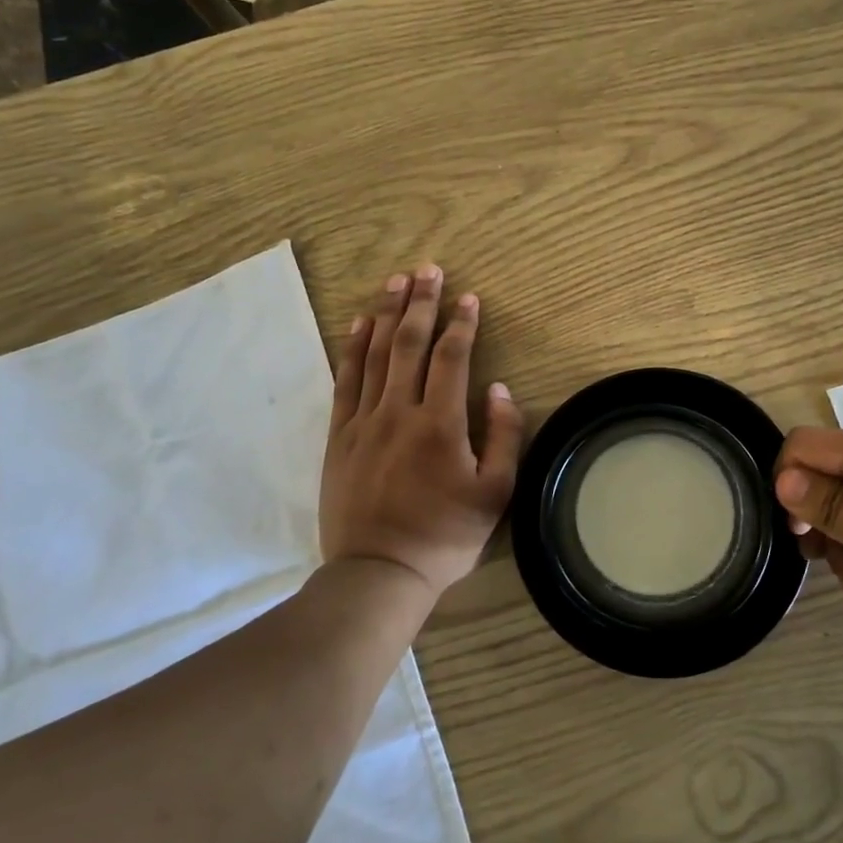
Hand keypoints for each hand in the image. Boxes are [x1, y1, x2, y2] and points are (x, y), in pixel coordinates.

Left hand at [320, 264, 523, 596]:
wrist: (377, 573)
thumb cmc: (444, 536)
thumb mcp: (494, 494)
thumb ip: (503, 437)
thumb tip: (499, 389)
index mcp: (440, 424)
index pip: (451, 358)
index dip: (461, 323)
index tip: (468, 297)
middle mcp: (399, 411)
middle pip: (409, 343)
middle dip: (420, 303)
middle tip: (427, 269)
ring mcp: (363, 421)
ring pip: (375, 354)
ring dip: (386, 313)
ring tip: (395, 281)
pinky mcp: (339, 436)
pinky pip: (345, 380)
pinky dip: (352, 348)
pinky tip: (359, 324)